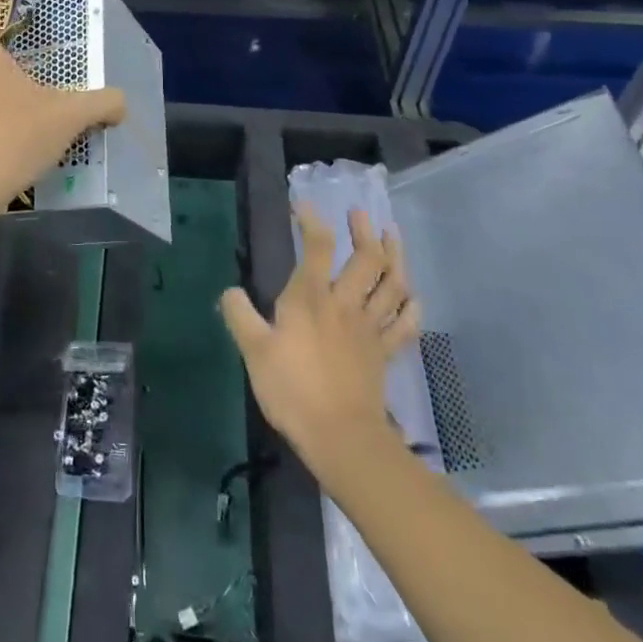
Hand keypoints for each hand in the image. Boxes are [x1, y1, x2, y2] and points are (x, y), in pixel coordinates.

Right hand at [221, 203, 420, 482]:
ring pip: (392, 285)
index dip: (312, 220)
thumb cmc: (292, 389)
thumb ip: (239, 315)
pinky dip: (411, 307)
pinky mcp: (384, 354)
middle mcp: (345, 304)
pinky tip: (412, 297)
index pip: (317, 246)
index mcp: (311, 297)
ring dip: (395, 257)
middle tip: (360, 213)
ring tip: (393, 238)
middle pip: (366, 259)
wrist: (340, 436)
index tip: (303, 205)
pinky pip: (405, 325)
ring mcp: (369, 329)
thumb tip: (230, 291)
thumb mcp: (253, 350)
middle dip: (364, 231)